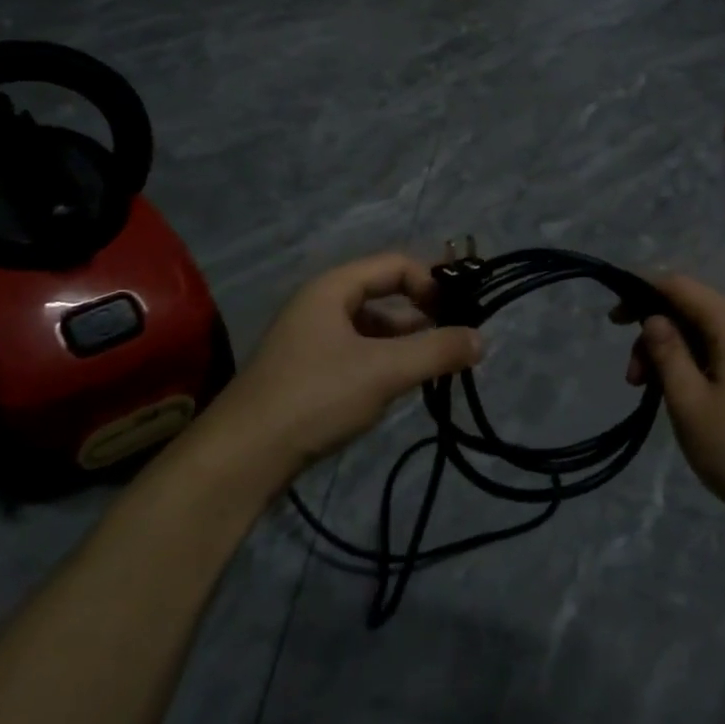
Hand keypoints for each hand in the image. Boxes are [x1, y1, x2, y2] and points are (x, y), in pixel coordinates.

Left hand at [211, 253, 481, 477]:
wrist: (242, 458)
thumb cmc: (315, 397)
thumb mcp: (384, 371)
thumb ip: (437, 352)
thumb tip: (482, 339)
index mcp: (332, 288)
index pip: (395, 265)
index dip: (431, 283)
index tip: (460, 312)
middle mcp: (320, 305)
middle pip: (383, 295)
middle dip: (422, 315)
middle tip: (456, 341)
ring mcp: (310, 340)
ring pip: (371, 329)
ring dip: (405, 343)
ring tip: (435, 368)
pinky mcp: (307, 373)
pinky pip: (356, 354)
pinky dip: (383, 363)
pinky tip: (398, 389)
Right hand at [625, 275, 724, 527]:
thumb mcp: (689, 401)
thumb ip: (667, 352)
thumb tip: (653, 318)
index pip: (680, 285)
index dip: (642, 292)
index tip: (614, 320)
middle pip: (693, 310)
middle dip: (655, 333)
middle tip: (632, 378)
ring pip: (707, 335)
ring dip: (673, 354)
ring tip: (652, 393)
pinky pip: (724, 354)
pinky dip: (695, 365)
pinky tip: (684, 397)